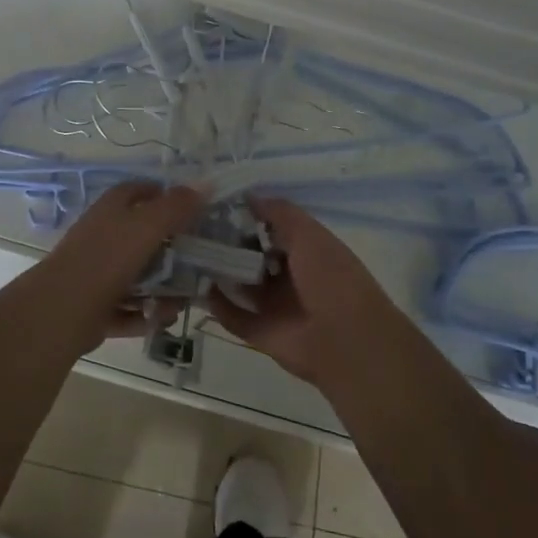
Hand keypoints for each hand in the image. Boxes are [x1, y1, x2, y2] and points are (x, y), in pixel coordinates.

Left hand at [30, 182, 204, 349]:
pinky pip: (127, 307)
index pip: (138, 191)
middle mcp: (102, 236)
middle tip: (196, 262)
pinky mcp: (94, 306)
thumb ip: (176, 206)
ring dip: (161, 290)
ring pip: (136, 277)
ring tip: (180, 303)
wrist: (63, 310)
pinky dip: (144, 314)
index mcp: (111, 210)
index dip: (162, 195)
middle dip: (170, 252)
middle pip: (141, 237)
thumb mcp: (147, 226)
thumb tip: (205, 183)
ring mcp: (96, 272)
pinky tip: (160, 320)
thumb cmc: (107, 258)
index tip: (191, 208)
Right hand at [204, 197, 398, 383]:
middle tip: (196, 228)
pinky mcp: (262, 333)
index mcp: (307, 251)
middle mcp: (290, 277)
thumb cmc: (332, 277)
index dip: (248, 218)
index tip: (217, 205)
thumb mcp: (309, 234)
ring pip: (241, 285)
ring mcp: (276, 306)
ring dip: (220, 272)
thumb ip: (279, 213)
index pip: (272, 229)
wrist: (347, 341)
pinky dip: (218, 305)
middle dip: (228, 244)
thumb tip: (248, 196)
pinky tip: (199, 286)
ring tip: (190, 253)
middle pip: (253, 256)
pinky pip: (234, 316)